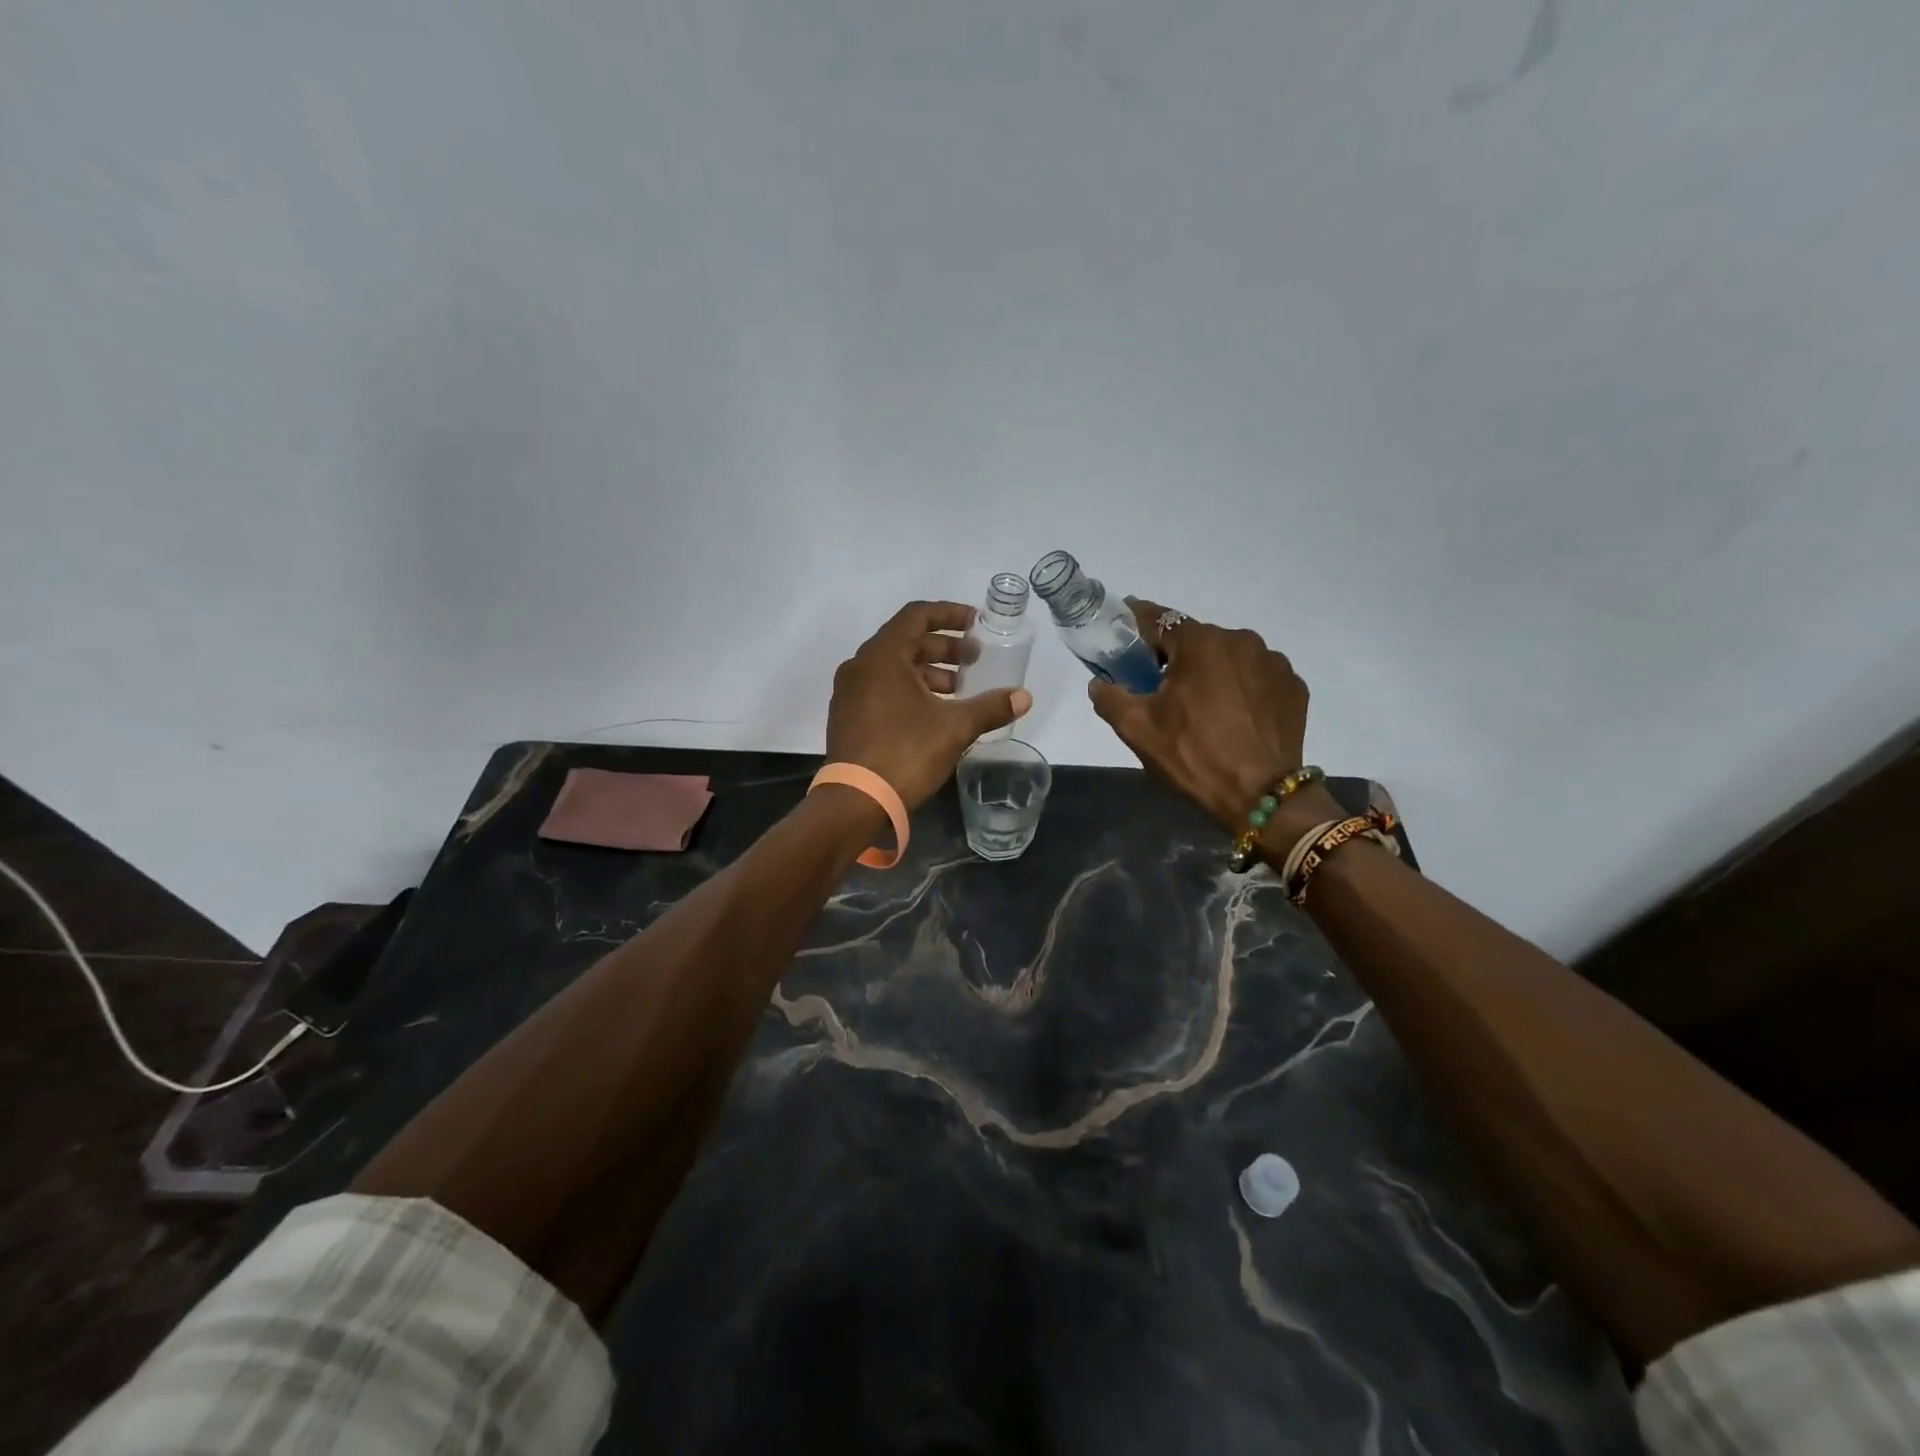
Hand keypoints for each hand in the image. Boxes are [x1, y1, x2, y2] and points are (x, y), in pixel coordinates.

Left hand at [827, 601, 1032, 808]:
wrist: (855, 801)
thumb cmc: (905, 753)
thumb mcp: (955, 728)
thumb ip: (990, 707)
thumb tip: (1024, 697)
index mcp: (883, 656)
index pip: (917, 615)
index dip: (950, 614)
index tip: (976, 623)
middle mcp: (860, 666)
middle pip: (906, 641)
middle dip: (944, 648)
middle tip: (974, 661)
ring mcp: (849, 692)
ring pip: (893, 668)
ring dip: (928, 672)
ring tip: (958, 689)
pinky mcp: (847, 716)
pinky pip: (881, 688)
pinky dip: (908, 689)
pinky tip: (932, 712)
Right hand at [1088, 598, 1312, 831]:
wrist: (1262, 797)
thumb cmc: (1194, 756)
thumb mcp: (1137, 730)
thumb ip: (1110, 697)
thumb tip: (1099, 684)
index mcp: (1200, 643)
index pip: (1160, 618)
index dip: (1137, 620)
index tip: (1123, 623)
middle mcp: (1241, 640)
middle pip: (1196, 639)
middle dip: (1176, 656)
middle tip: (1159, 684)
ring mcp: (1274, 663)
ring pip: (1229, 657)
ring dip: (1211, 671)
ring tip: (1202, 706)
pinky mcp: (1293, 687)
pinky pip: (1256, 677)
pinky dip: (1241, 688)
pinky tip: (1233, 716)